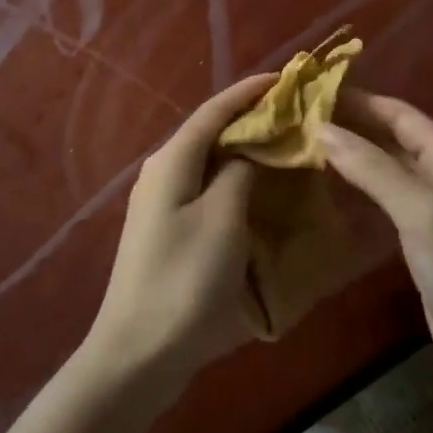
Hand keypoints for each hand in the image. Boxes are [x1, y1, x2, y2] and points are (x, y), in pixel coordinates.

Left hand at [82, 74, 275, 399]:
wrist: (138, 354)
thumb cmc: (184, 281)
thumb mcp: (222, 219)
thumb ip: (239, 172)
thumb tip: (249, 148)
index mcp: (171, 161)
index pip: (214, 109)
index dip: (249, 91)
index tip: (287, 79)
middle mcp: (161, 172)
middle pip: (210, 132)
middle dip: (250, 118)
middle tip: (294, 115)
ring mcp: (160, 203)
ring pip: (209, 162)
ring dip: (244, 150)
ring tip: (284, 146)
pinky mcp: (167, 231)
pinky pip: (206, 189)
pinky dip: (234, 180)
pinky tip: (258, 191)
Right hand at [321, 90, 432, 420]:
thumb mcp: (424, 215)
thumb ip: (374, 170)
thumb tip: (322, 129)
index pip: (401, 115)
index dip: (360, 100)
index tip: (313, 91)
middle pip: (393, 138)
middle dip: (352, 124)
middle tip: (299, 118)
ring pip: (387, 168)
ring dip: (352, 153)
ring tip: (305, 143)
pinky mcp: (422, 243)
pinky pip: (386, 200)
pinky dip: (359, 186)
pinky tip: (331, 186)